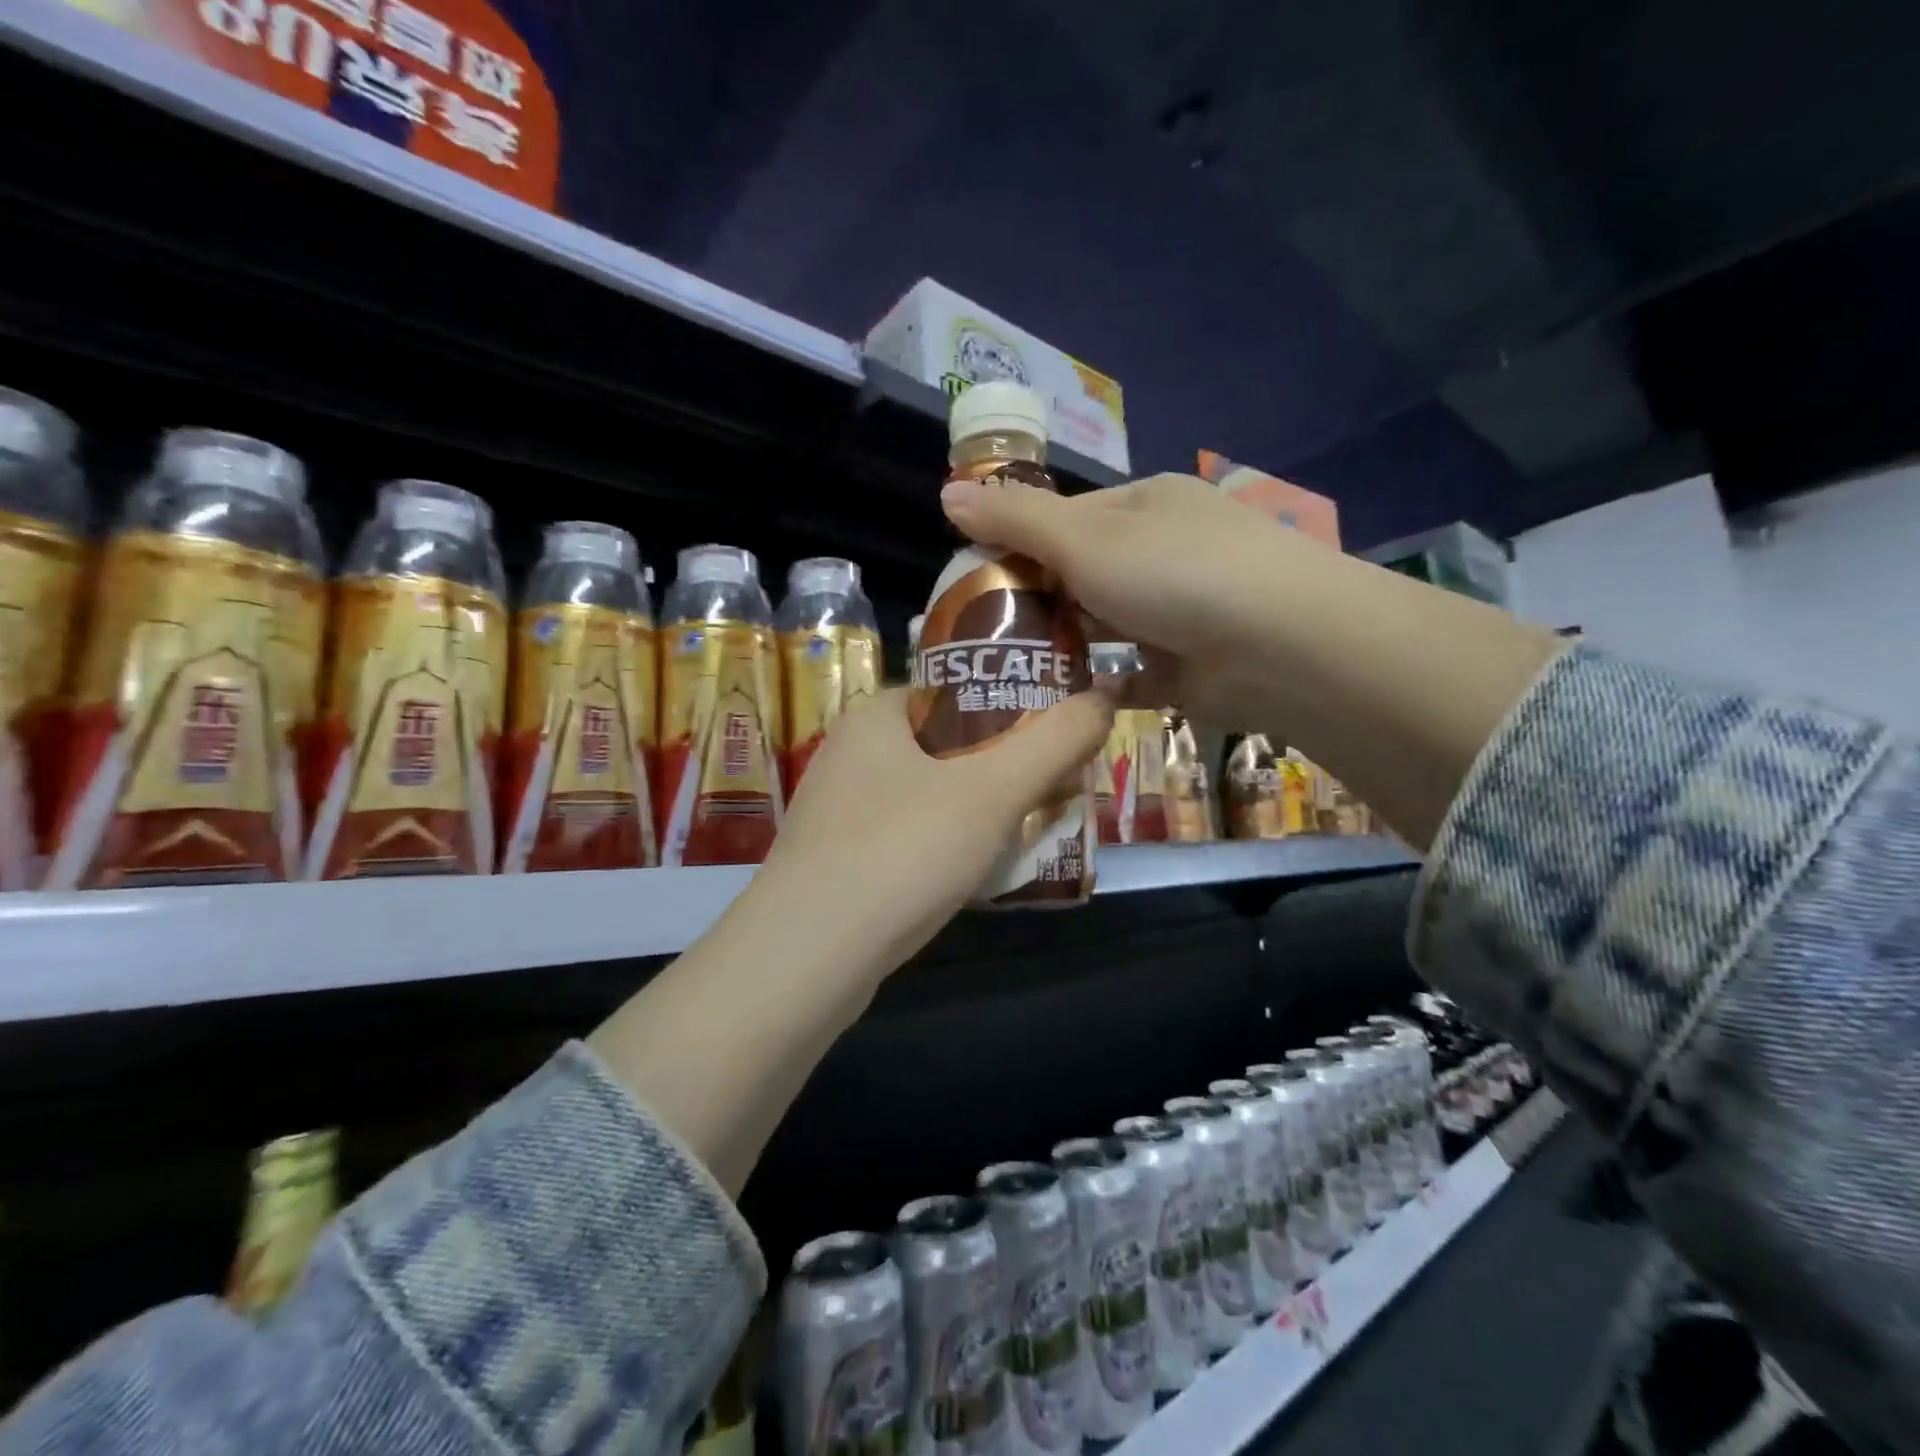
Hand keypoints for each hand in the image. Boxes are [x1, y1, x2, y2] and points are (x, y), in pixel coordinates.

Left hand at [750, 684, 1116, 978]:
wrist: (809, 956)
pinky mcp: (835, 861)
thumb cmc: (903, 850)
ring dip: (975, 811)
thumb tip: (1104, 699)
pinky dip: (942, 846)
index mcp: (875, 716)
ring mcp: (837, 811)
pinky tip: (968, 875)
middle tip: (1051, 793)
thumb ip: (1054, 740)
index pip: (956, 692)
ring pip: (927, 795)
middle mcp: (849, 753)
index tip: (1056, 742)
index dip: (1013, 711)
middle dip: (1002, 769)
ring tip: (1022, 834)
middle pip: (946, 746)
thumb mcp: (993, 790)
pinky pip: (905, 837)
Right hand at [939, 472, 1307, 728]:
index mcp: (1143, 504)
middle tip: (983, 637)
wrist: (1281, 647)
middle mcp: (1164, 550)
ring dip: (1066, 645)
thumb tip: (948, 492)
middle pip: (1082, 574)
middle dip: (1037, 602)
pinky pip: (1130, 671)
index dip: (1014, 544)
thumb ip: (1016, 520)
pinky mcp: (1189, 664)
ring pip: (1104, 625)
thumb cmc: (1174, 573)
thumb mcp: (1084, 538)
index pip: (1062, 518)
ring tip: (1008, 673)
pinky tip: (1059, 701)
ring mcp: (1181, 609)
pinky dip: (1100, 683)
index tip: (971, 582)